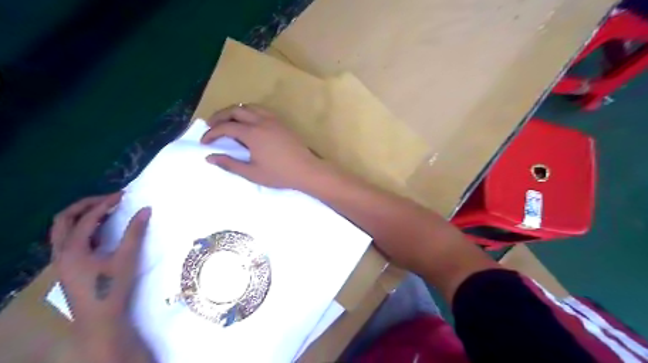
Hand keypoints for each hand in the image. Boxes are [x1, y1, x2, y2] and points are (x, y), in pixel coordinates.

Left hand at [51, 192, 155, 361]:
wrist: (100, 317)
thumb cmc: (112, 287)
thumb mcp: (127, 257)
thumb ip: (135, 231)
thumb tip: (146, 209)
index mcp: (73, 248)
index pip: (87, 218)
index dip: (105, 203)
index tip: (124, 196)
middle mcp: (61, 252)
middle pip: (64, 219)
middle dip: (85, 205)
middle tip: (108, 199)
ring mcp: (61, 260)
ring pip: (62, 230)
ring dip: (81, 216)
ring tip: (104, 211)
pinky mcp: (67, 266)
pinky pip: (69, 240)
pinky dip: (82, 229)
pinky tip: (101, 231)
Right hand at [201, 103, 326, 188]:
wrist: (306, 170)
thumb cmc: (279, 174)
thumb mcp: (252, 173)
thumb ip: (230, 164)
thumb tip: (209, 158)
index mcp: (252, 133)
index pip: (226, 127)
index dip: (212, 133)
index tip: (205, 142)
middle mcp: (261, 121)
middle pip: (235, 110)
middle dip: (220, 116)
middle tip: (211, 126)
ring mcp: (273, 119)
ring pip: (249, 107)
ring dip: (235, 111)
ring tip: (228, 121)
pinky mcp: (281, 122)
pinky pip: (261, 110)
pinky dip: (249, 112)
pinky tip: (249, 122)